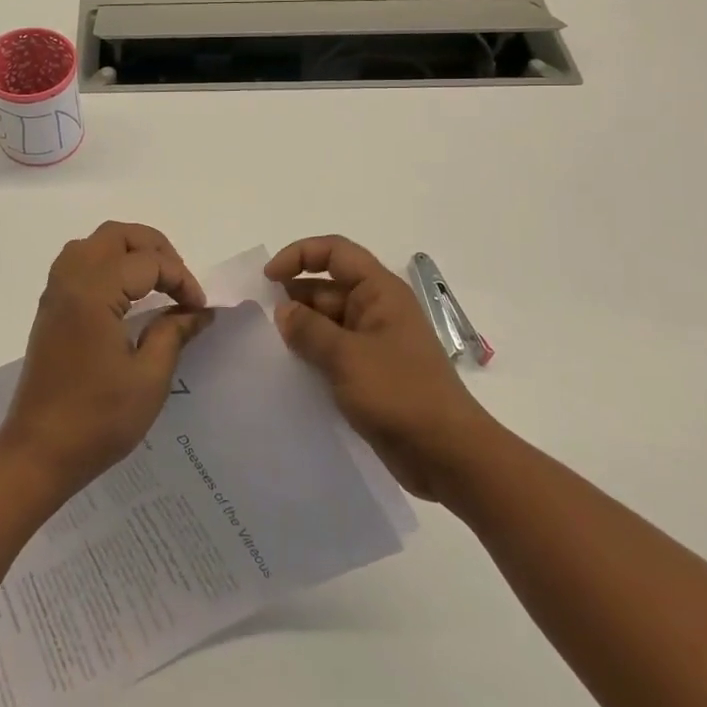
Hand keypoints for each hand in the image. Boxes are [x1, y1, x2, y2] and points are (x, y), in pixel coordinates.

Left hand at [0, 222, 211, 496]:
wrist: (38, 452)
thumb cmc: (98, 419)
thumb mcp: (149, 378)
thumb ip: (174, 333)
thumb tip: (200, 311)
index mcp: (94, 292)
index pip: (148, 262)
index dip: (181, 279)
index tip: (199, 309)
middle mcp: (70, 281)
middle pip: (115, 235)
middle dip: (154, 248)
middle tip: (179, 280)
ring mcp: (55, 293)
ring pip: (93, 244)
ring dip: (128, 250)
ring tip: (156, 280)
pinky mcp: (49, 309)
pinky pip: (78, 263)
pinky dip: (107, 263)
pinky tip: (125, 294)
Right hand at [266, 235, 489, 499]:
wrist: (448, 455)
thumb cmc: (400, 394)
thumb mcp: (347, 357)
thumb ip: (309, 330)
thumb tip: (283, 311)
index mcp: (380, 292)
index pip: (335, 252)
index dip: (299, 255)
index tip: (268, 278)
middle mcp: (377, 310)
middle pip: (327, 287)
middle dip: (293, 297)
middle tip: (258, 320)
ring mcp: (374, 343)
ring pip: (327, 322)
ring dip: (300, 329)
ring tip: (266, 346)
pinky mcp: (370, 374)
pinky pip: (333, 352)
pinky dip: (311, 355)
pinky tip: (288, 371)